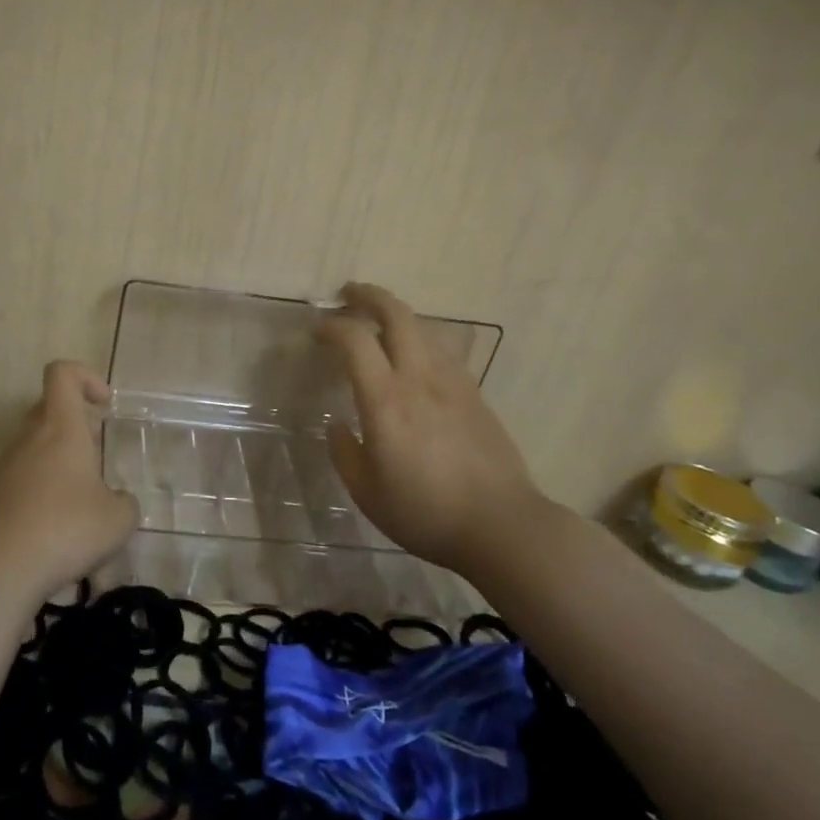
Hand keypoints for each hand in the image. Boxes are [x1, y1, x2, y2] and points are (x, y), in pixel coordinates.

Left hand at [0, 361, 138, 612]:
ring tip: (81, 507)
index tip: (104, 405)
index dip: (86, 377)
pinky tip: (54, 533)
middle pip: (48, 409)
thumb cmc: (64, 530)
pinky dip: (40, 495)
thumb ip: (125, 503)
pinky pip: (20, 480)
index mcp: (60, 427)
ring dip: (59, 465)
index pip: (62, 374)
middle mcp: (28, 438)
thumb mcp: (118, 520)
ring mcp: (3, 468)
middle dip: (77, 427)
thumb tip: (117, 502)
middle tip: (97, 460)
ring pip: (34, 447)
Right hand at [319, 283, 545, 570]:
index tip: (318, 330)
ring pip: (423, 326)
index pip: (356, 339)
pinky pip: (442, 349)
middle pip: (396, 313)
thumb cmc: (425, 513)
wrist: (501, 525)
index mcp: (386, 400)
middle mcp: (419, 378)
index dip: (332, 325)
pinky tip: (414, 356)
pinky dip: (420, 338)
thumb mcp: (366, 492)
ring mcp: (453, 381)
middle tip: (347, 294)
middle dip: (368, 295)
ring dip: (396, 314)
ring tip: (378, 322)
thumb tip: (337, 423)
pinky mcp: (474, 392)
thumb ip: (344, 452)